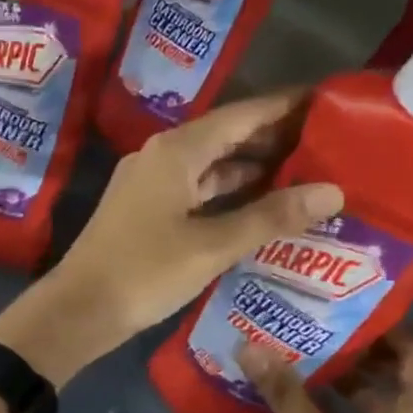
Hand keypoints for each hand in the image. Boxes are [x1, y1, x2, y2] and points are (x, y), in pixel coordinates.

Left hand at [0, 91, 342, 385]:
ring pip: (211, 166)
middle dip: (274, 139)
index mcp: (176, 151)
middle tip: (327, 144)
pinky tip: (259, 208)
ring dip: (252, 169)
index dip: (285, 107)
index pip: (242, 115)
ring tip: (304, 174)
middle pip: (226, 136)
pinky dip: (228, 195)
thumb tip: (333, 191)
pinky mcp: (146, 210)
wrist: (79, 310)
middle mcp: (162, 156)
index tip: (328, 102)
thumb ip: (271, 217)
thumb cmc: (144, 272)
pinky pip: (196, 190)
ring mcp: (150, 184)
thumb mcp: (212, 246)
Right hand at [240, 328, 412, 412]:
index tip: (348, 308)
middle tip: (319, 327)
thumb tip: (250, 346)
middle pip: (402, 374)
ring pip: (389, 402)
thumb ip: (285, 392)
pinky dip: (354, 410)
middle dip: (361, 351)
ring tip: (309, 357)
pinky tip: (313, 401)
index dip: (388, 326)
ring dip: (354, 382)